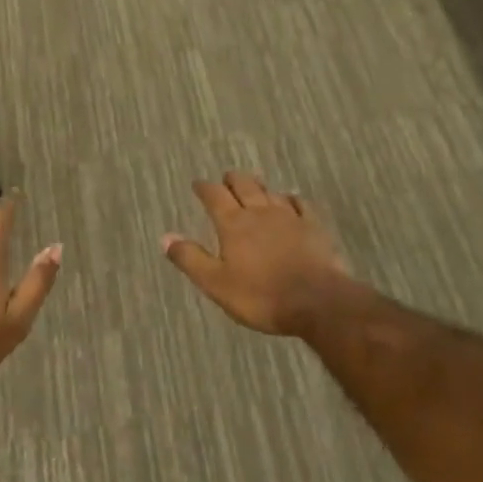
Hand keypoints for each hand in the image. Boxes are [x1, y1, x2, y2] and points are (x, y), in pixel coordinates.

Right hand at [162, 172, 352, 336]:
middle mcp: (259, 212)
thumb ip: (190, 258)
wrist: (317, 301)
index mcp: (233, 224)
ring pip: (270, 192)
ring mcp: (289, 217)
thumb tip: (165, 236)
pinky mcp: (313, 226)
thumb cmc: (261, 296)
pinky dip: (290, 199)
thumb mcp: (216, 284)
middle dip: (232, 180)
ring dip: (258, 187)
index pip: (214, 196)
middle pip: (243, 185)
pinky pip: (300, 204)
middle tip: (226, 179)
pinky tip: (290, 201)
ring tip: (253, 185)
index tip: (198, 184)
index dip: (204, 188)